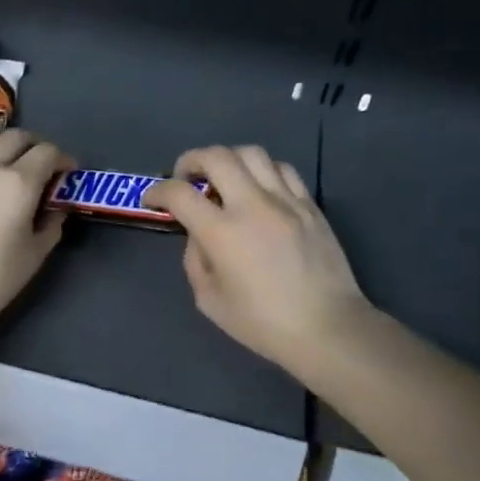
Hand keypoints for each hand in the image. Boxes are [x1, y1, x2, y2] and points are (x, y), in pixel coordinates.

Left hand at [0, 129, 74, 331]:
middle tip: (44, 167)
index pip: (48, 153)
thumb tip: (56, 208)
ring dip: (4, 141)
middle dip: (36, 146)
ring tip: (10, 159)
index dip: (63, 159)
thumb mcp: (32, 256)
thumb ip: (50, 226)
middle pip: (18, 137)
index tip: (68, 174)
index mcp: (19, 182)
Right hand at [146, 146, 367, 377]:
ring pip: (253, 153)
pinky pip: (283, 170)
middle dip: (191, 159)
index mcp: (222, 232)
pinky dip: (262, 171)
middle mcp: (252, 205)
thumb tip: (198, 236)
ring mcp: (286, 201)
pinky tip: (258, 189)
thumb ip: (195, 260)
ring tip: (223, 178)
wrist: (326, 327)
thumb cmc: (262, 322)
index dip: (158, 191)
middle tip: (186, 177)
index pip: (180, 193)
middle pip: (217, 156)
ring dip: (229, 159)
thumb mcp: (209, 300)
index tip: (153, 199)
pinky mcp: (310, 205)